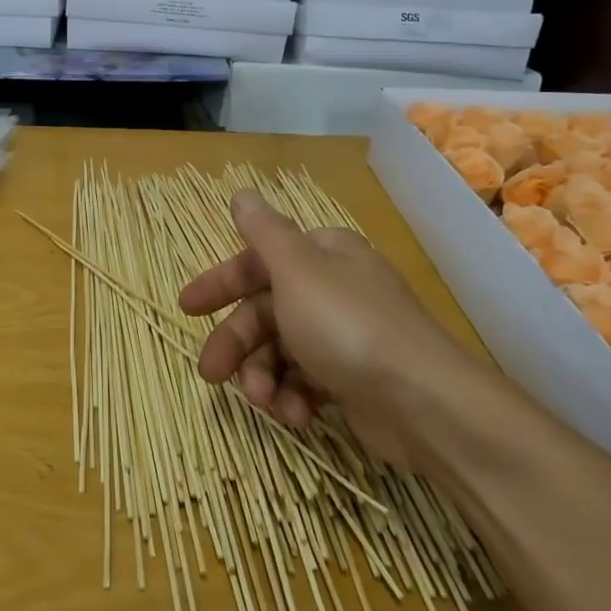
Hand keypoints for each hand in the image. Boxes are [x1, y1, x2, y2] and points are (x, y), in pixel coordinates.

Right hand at [178, 190, 481, 465]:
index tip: (186, 308)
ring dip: (264, 377)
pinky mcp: (353, 379)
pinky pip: (307, 382)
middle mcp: (333, 289)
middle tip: (211, 374)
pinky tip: (297, 416)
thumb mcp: (297, 270)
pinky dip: (295, 398)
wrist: (424, 403)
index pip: (257, 262)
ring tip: (264, 401)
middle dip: (236, 344)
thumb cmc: (348, 326)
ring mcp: (345, 336)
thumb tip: (243, 193)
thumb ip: (264, 233)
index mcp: (322, 256)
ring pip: (281, 350)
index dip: (220, 283)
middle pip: (265, 310)